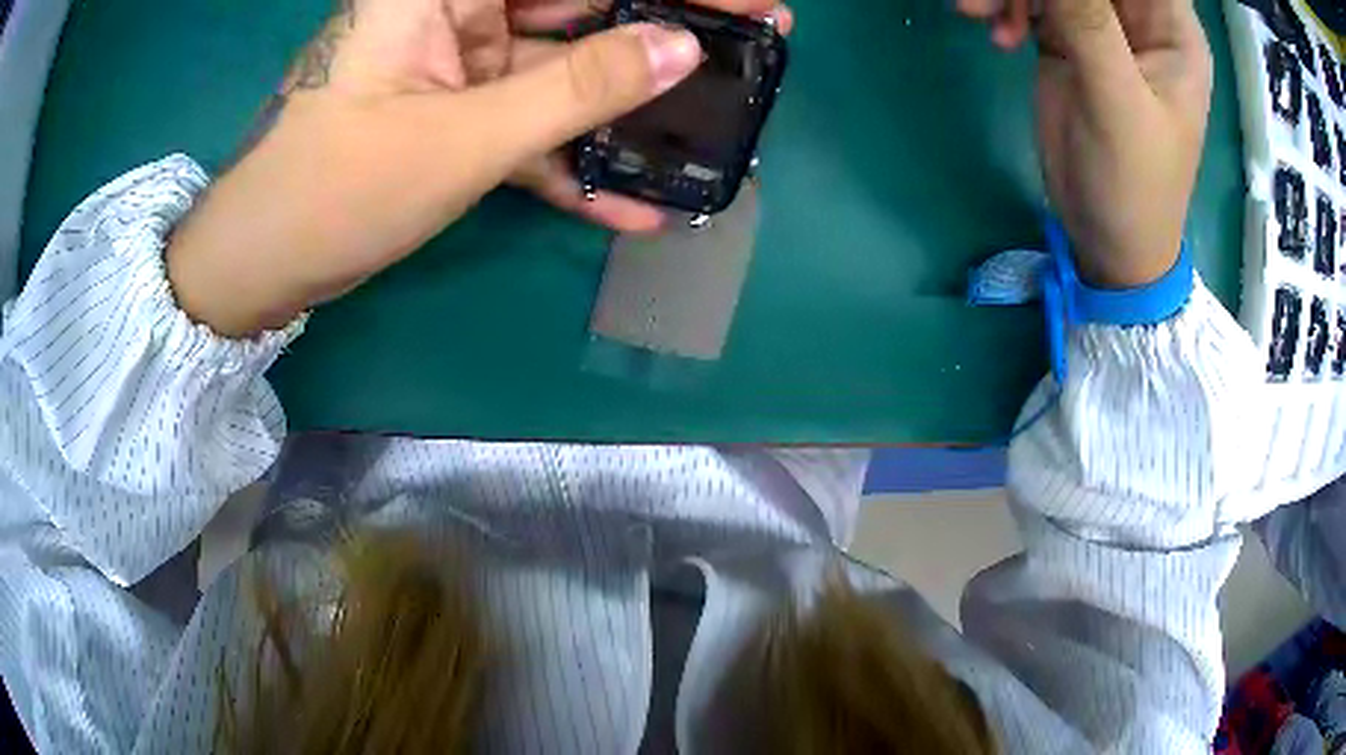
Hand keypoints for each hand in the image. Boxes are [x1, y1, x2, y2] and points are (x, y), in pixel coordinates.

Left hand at [168, 0, 780, 337]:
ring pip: (562, 67)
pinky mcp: (454, 113)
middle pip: (579, 5)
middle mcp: (454, 10)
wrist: (262, 263)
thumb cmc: (337, 190)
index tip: (742, 0)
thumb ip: (578, 88)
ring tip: (713, 120)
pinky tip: (633, 201)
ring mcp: (457, 63)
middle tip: (750, 45)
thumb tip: (681, 50)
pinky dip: (573, 160)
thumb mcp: (465, 137)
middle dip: (663, 30)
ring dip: (628, 103)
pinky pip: (529, 123)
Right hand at [959, 0, 1212, 287]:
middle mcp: (1139, 20)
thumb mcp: (1117, 101)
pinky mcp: (1068, 39)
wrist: (1106, 240)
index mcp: (1171, 28)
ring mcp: (1102, 27)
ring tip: (979, 12)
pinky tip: (999, 35)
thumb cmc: (1133, 184)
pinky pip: (1032, 0)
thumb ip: (1087, 21)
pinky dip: (1007, 7)